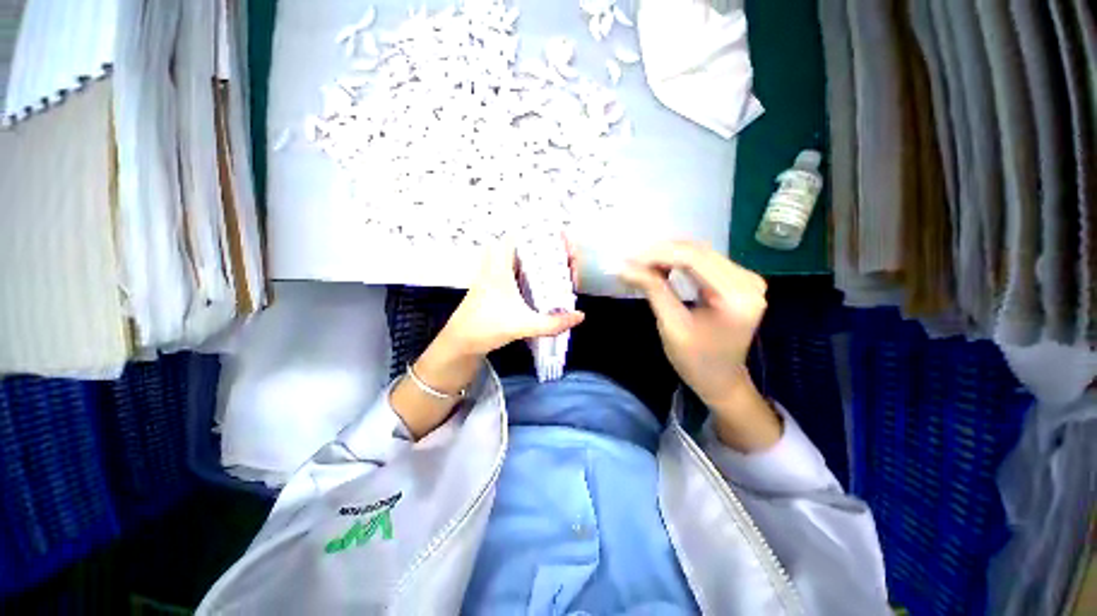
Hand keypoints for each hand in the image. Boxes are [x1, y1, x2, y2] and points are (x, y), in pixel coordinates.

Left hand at [438, 237, 584, 357]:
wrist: (459, 344)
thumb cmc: (485, 328)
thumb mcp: (522, 325)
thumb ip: (552, 323)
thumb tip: (580, 316)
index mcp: (499, 267)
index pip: (516, 236)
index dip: (538, 232)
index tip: (559, 238)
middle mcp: (495, 267)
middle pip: (521, 246)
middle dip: (543, 247)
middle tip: (564, 255)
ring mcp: (493, 277)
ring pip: (517, 259)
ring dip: (536, 259)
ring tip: (558, 266)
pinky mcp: (494, 287)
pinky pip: (514, 271)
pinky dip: (529, 272)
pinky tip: (542, 283)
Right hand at [619, 241, 780, 450]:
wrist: (721, 380)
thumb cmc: (696, 361)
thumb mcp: (671, 326)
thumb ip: (653, 291)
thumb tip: (625, 268)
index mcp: (737, 296)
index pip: (693, 259)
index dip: (658, 255)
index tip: (628, 261)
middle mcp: (749, 281)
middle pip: (698, 251)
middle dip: (660, 253)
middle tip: (630, 262)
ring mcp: (746, 279)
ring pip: (699, 252)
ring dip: (667, 255)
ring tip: (640, 265)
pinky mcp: (737, 281)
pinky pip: (704, 261)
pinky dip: (678, 262)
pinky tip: (660, 268)